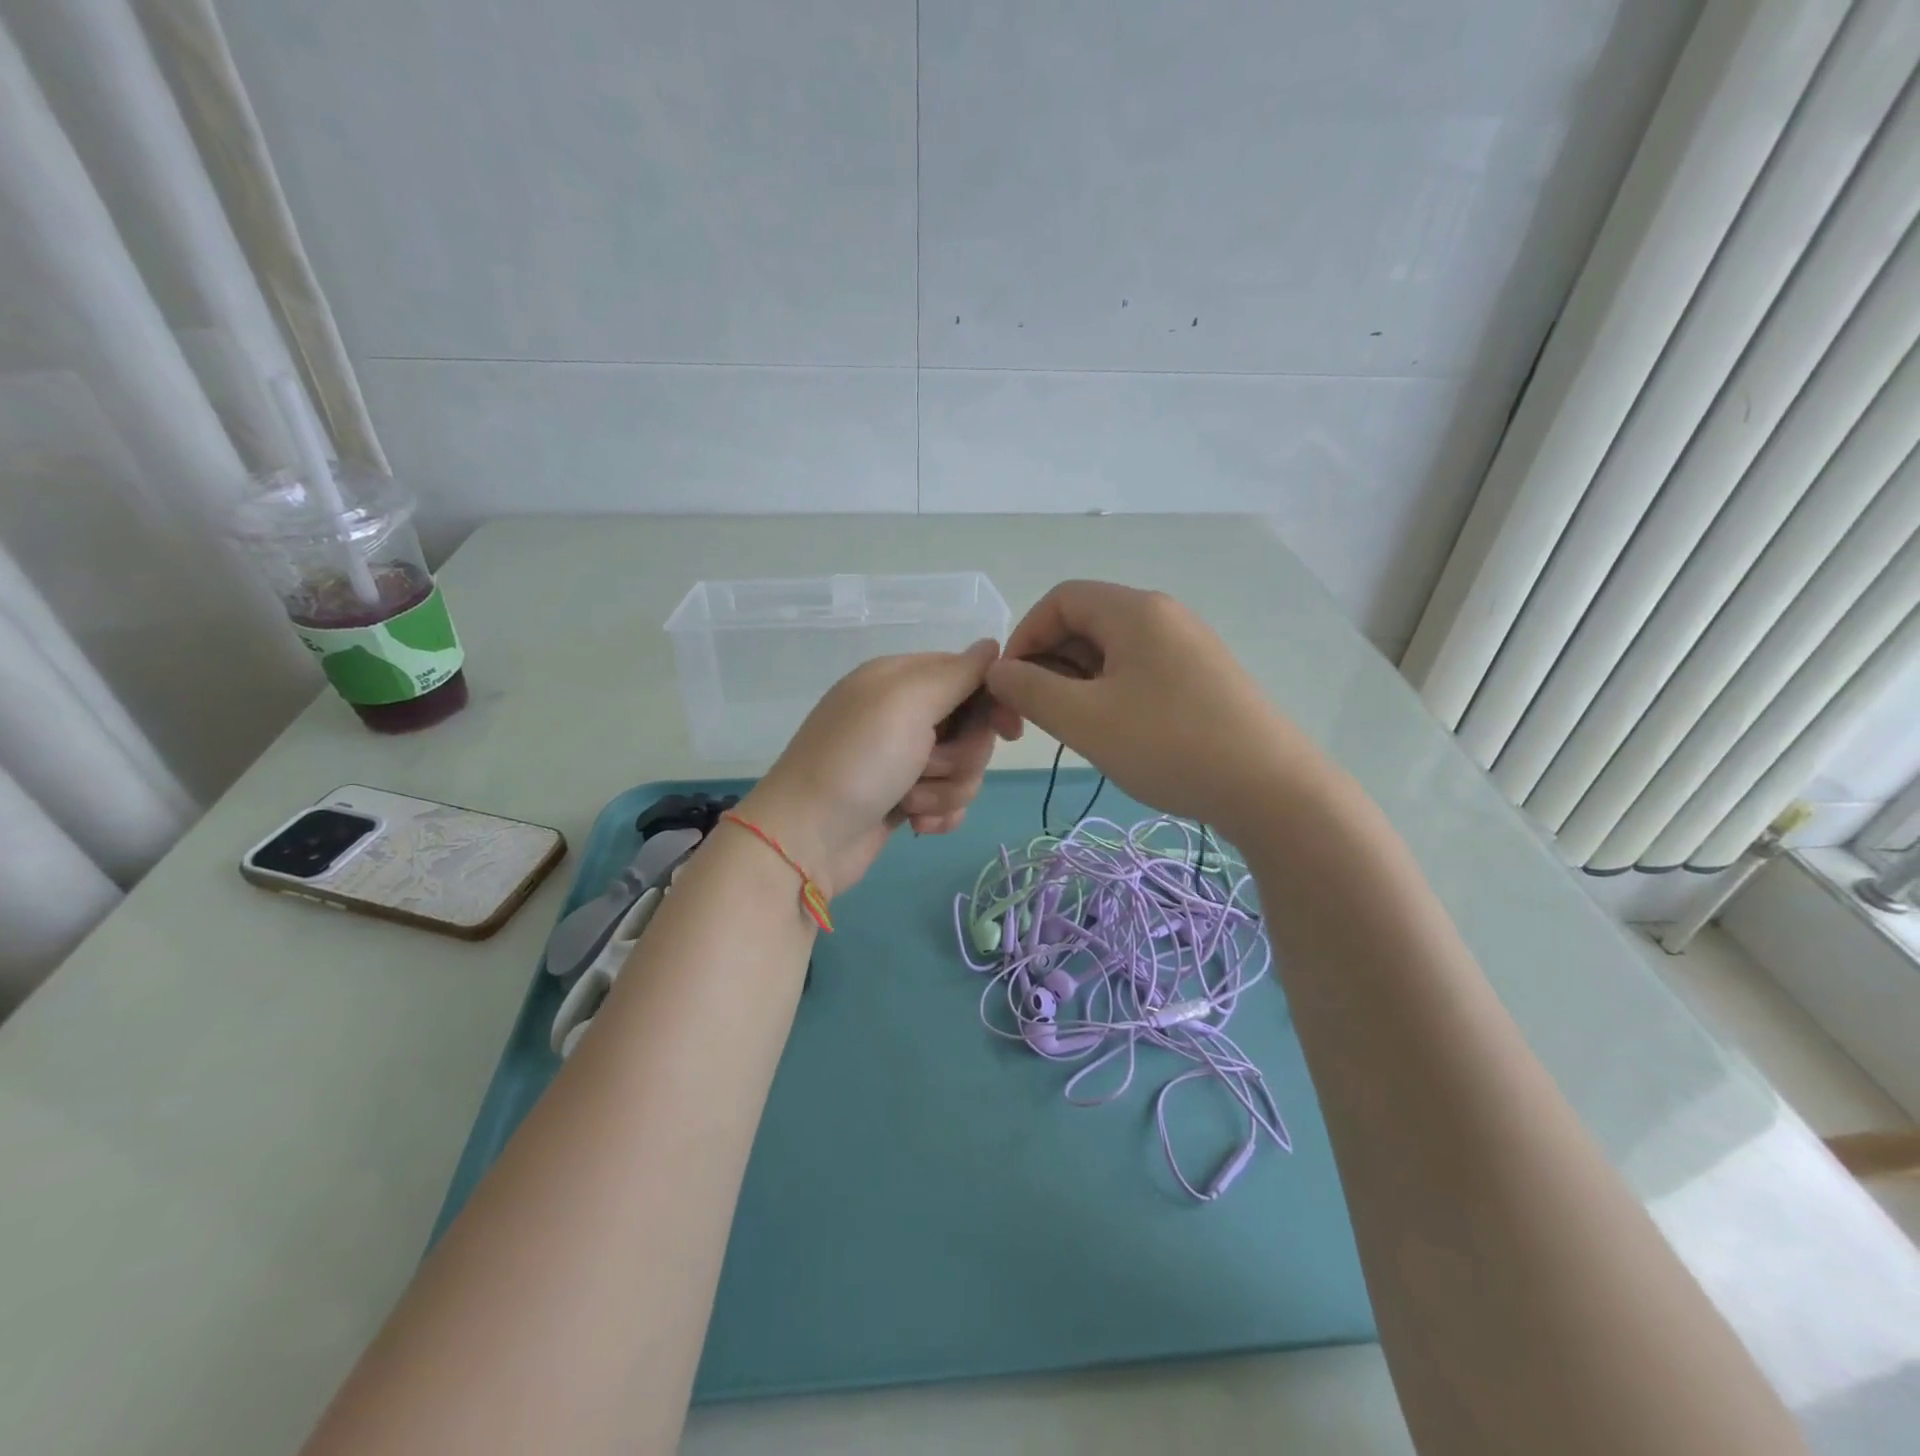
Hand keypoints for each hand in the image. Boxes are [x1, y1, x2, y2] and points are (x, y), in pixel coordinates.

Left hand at [738, 640, 1000, 899]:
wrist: (807, 840)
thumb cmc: (859, 761)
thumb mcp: (908, 702)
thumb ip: (957, 673)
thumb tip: (993, 645)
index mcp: (901, 679)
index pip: (968, 675)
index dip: (993, 702)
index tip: (1009, 731)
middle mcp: (903, 714)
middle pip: (973, 727)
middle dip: (962, 755)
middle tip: (928, 766)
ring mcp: (903, 759)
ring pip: (965, 769)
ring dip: (945, 789)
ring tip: (909, 801)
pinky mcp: (905, 799)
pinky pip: (949, 800)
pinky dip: (938, 813)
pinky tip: (916, 824)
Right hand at [986, 581, 1315, 837]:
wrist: (1271, 789)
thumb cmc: (1168, 745)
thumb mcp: (1084, 719)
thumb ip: (1029, 690)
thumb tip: (998, 672)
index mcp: (1134, 610)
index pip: (1060, 600)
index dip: (1024, 637)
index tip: (1011, 687)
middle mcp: (1164, 615)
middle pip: (1086, 623)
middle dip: (1049, 666)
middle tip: (1039, 719)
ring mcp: (1189, 646)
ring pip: (1112, 652)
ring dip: (1078, 685)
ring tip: (1076, 731)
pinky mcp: (1204, 678)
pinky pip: (1140, 672)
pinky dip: (1111, 694)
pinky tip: (1116, 734)